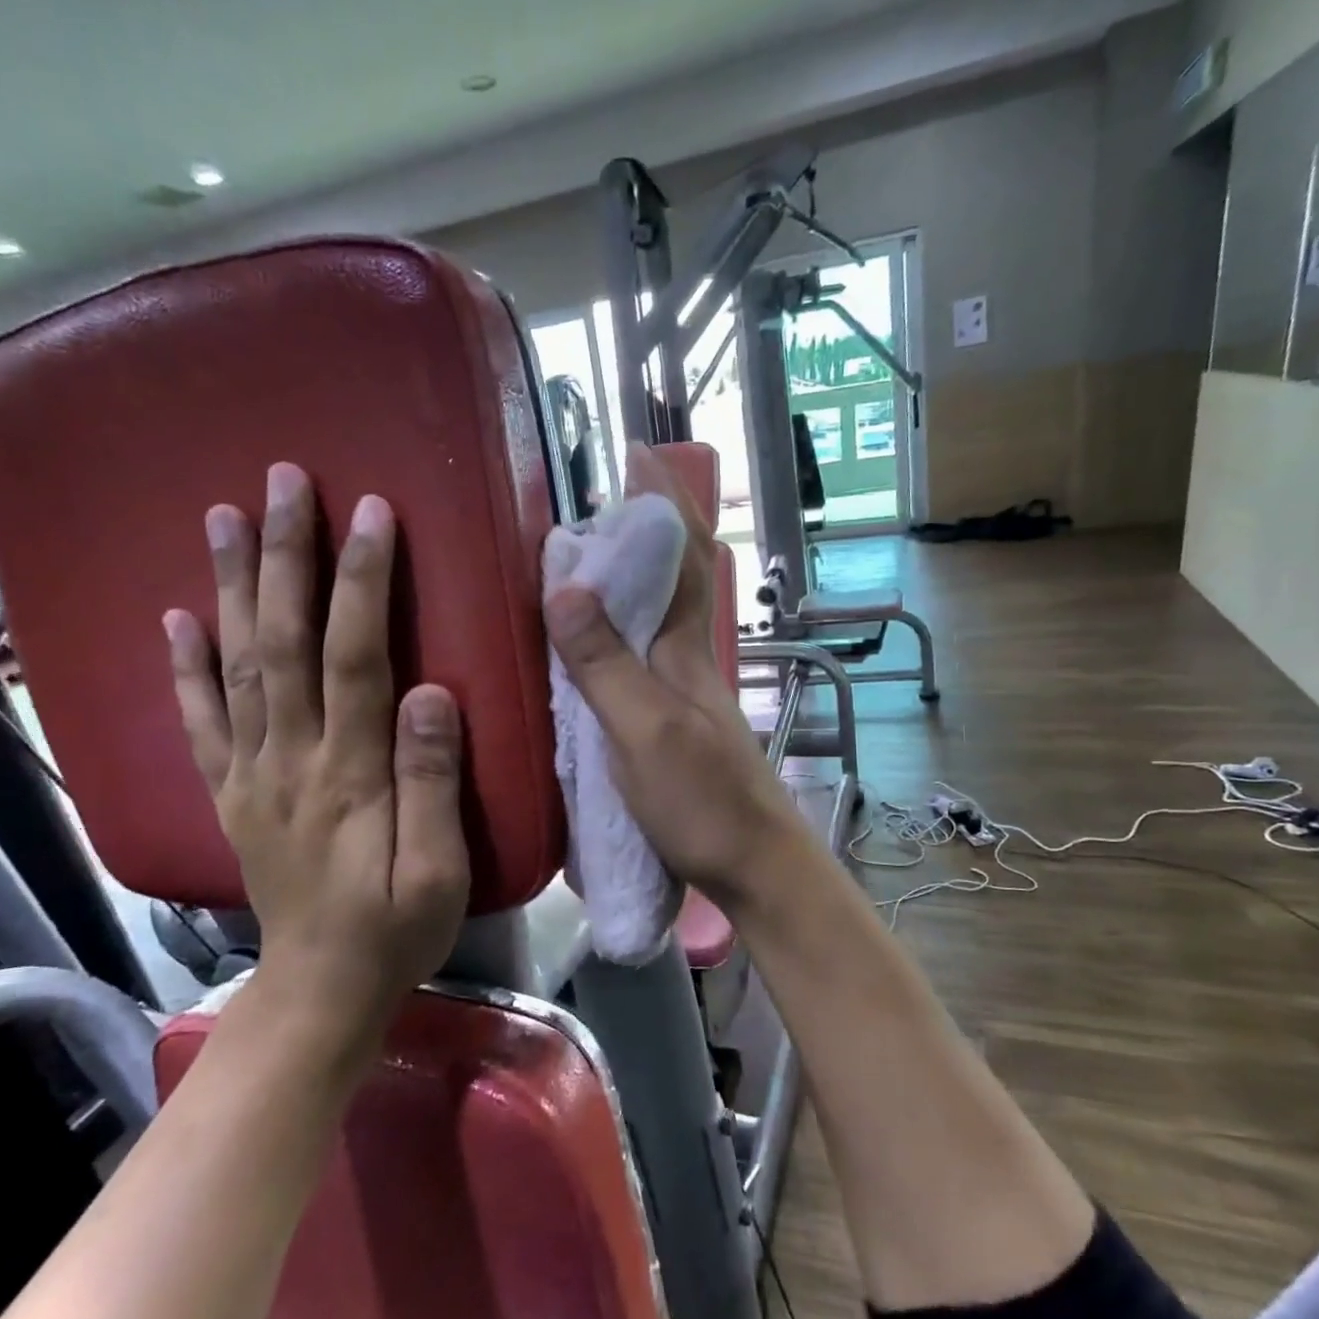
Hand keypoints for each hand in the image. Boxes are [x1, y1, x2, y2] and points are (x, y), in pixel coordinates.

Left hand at [164, 463, 469, 1036]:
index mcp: (349, 775)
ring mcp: (251, 774)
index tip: (370, 513)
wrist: (321, 990)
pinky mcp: (233, 792)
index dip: (361, 582)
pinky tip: (177, 616)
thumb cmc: (396, 930)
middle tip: (283, 483)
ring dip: (231, 586)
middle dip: (286, 557)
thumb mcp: (439, 870)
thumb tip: (434, 692)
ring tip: (223, 516)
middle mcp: (290, 760)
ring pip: (237, 665)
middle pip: (283, 642)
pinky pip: (201, 720)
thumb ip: (434, 781)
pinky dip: (185, 665)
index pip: (355, 658)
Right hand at [544, 444, 805, 910]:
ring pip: (655, 616)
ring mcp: (681, 692)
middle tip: (588, 504)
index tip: (637, 453)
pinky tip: (588, 642)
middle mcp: (687, 658)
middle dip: (640, 530)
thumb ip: (605, 663)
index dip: (662, 501)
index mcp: (685, 648)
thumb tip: (564, 583)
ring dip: (627, 578)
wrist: (754, 865)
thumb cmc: (703, 800)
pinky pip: (639, 657)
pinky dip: (616, 631)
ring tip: (578, 559)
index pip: (681, 555)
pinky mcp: (670, 723)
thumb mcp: (644, 731)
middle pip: (670, 577)